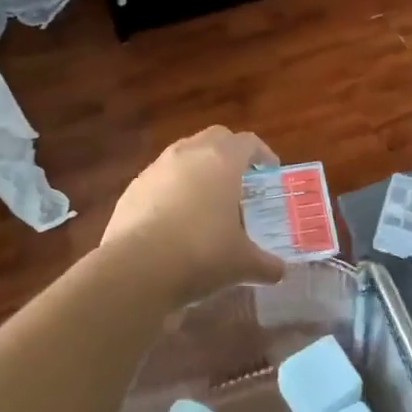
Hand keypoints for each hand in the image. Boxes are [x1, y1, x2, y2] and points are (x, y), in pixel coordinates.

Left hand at [101, 126, 286, 297]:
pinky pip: (160, 178)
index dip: (263, 154)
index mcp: (222, 161)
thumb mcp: (242, 264)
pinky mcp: (132, 189)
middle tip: (241, 178)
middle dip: (230, 152)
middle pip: (215, 138)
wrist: (136, 269)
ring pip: (184, 154)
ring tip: (207, 199)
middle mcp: (188, 154)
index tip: (270, 170)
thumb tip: (279, 273)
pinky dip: (173, 189)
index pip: (248, 142)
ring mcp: (156, 169)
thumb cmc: (201, 254)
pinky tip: (176, 219)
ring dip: (199, 169)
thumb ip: (265, 265)